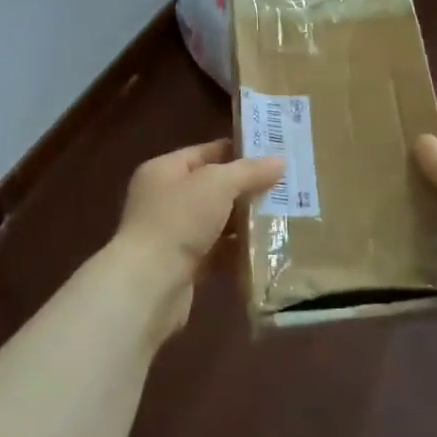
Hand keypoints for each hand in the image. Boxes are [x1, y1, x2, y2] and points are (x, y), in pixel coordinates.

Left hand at [113, 139, 283, 334]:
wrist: (149, 285)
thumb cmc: (179, 220)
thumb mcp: (217, 184)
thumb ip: (249, 171)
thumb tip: (280, 161)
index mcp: (164, 170)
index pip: (206, 152)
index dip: (238, 151)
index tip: (274, 154)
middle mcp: (165, 198)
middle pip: (213, 187)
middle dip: (246, 188)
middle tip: (286, 186)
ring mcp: (173, 233)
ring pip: (217, 221)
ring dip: (245, 221)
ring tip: (283, 216)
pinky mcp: (183, 266)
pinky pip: (217, 252)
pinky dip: (237, 251)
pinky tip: (266, 249)